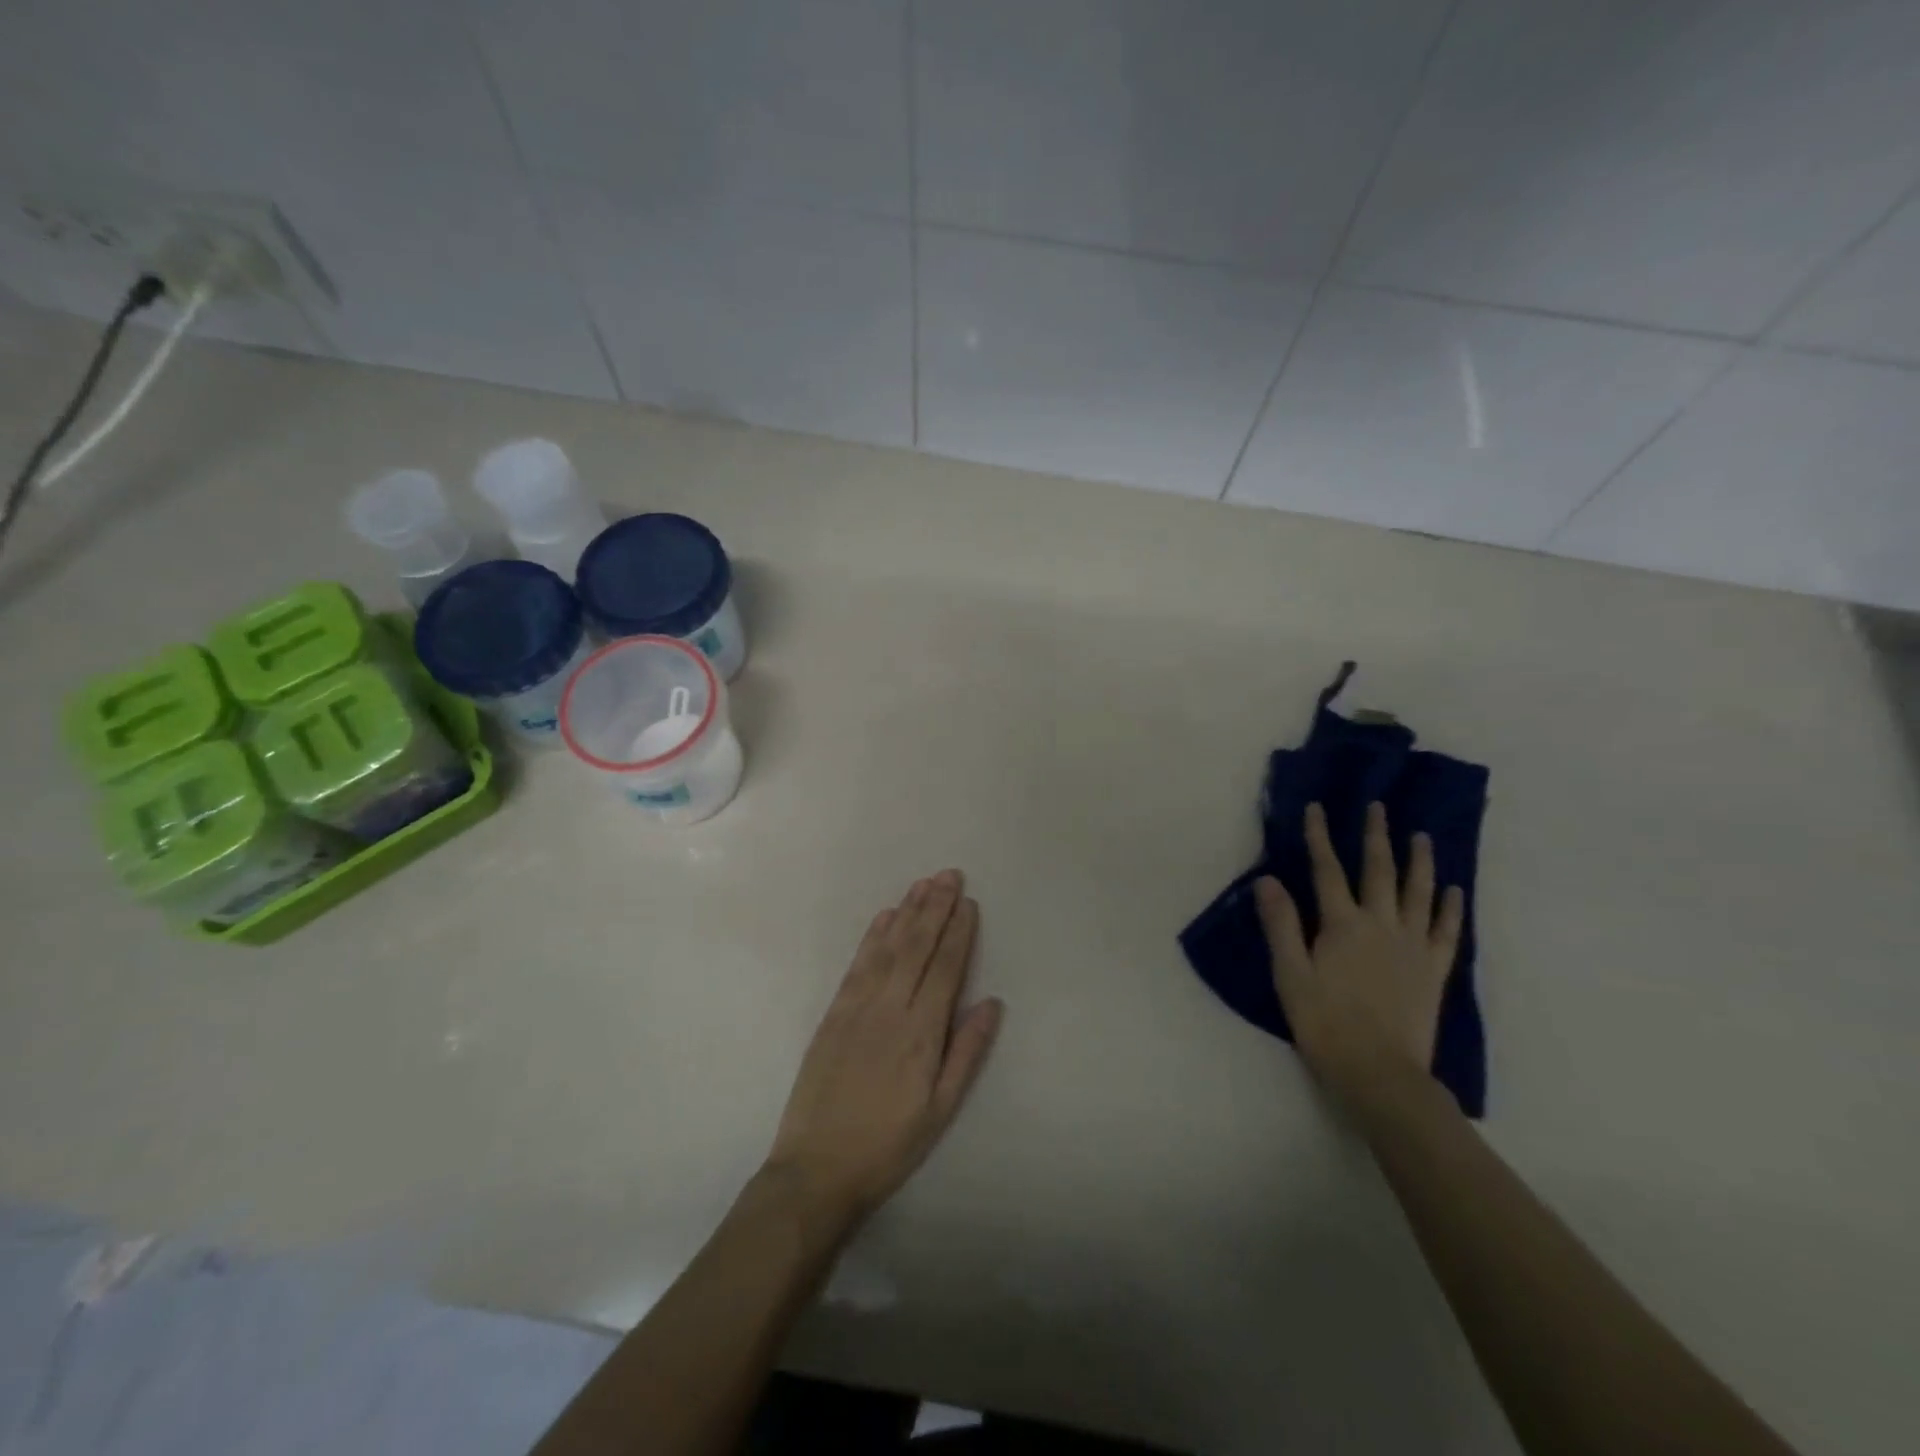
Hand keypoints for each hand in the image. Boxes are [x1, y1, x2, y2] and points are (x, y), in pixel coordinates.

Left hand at [765, 869, 1003, 1231]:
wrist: (816, 1168)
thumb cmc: (889, 1145)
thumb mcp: (941, 1110)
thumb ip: (967, 1053)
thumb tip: (992, 1003)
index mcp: (921, 1032)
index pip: (945, 968)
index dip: (958, 933)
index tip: (969, 903)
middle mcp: (890, 1008)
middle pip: (917, 947)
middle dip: (936, 908)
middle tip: (950, 875)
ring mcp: (858, 1006)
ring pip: (888, 947)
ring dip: (907, 912)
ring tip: (923, 884)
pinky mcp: (833, 1013)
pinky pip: (858, 965)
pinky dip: (873, 936)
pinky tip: (885, 916)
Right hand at [1254, 802, 1463, 1109]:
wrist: (1380, 1072)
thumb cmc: (1325, 1023)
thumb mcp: (1290, 974)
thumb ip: (1281, 925)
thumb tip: (1268, 880)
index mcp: (1342, 925)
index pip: (1327, 870)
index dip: (1320, 837)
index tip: (1317, 808)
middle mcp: (1380, 925)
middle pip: (1378, 871)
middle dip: (1375, 837)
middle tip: (1378, 807)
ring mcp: (1412, 946)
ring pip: (1418, 893)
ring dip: (1419, 861)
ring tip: (1421, 836)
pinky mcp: (1433, 970)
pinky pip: (1446, 931)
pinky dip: (1450, 907)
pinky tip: (1453, 889)